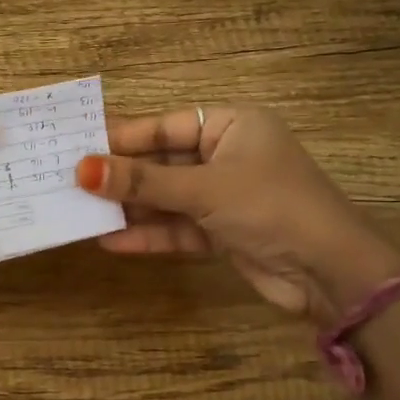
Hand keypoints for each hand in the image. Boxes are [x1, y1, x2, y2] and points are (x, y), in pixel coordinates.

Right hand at [75, 105, 399, 316]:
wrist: (331, 273)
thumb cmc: (271, 207)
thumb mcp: (204, 189)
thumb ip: (143, 182)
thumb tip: (82, 170)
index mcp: (231, 126)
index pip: (164, 126)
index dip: (122, 137)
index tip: (77, 146)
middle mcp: (226, 156)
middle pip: (161, 163)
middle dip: (121, 177)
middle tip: (69, 182)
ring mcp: (223, 197)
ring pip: (166, 198)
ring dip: (130, 208)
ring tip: (80, 213)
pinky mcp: (222, 233)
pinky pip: (177, 228)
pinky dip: (149, 235)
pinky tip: (111, 242)